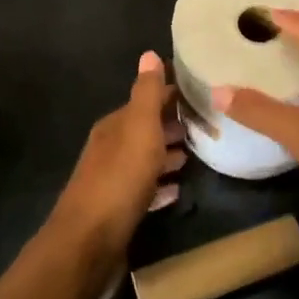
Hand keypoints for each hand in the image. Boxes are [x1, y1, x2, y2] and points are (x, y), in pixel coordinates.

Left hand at [52, 51, 185, 256]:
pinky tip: (178, 190)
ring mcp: (112, 181)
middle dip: (174, 124)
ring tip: (198, 154)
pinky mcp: (118, 212)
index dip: (172, 95)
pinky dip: (161, 185)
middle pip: (146, 130)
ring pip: (146, 159)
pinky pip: (145, 190)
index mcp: (115, 126)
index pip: (147, 100)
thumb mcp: (138, 129)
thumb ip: (146, 93)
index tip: (204, 93)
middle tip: (210, 125)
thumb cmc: (119, 180)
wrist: (88, 245)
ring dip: (169, 154)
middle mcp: (110, 148)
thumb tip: (150, 53)